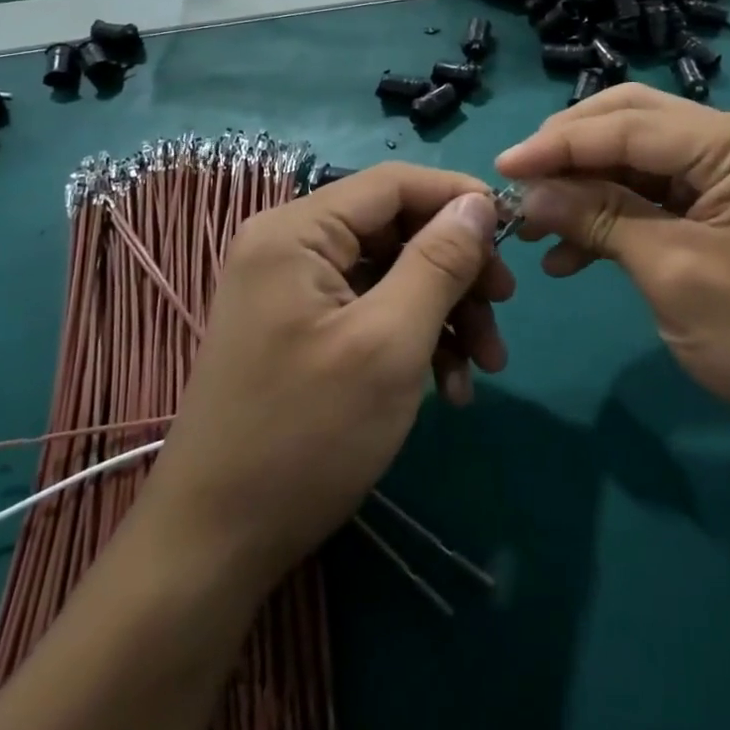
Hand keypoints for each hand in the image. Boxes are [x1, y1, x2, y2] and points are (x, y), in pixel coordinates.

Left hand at [143, 164, 512, 582]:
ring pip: (393, 273)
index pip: (395, 183)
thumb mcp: (390, 343)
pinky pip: (372, 310)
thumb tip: (479, 204)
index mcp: (298, 231)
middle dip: (458, 270)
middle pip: (398, 229)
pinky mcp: (302, 329)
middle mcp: (291, 246)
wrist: (215, 546)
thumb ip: (439, 262)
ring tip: (485, 367)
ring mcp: (294, 290)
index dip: (459, 199)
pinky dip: (415, 339)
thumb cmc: (306, 436)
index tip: (514, 236)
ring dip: (445, 312)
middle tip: (505, 310)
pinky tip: (450, 387)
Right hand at [494, 85, 729, 455]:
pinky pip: (662, 197)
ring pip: (642, 162)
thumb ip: (601, 220)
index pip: (631, 125)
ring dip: (588, 189)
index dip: (559, 144)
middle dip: (572, 155)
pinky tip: (575, 252)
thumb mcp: (676, 275)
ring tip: (536, 227)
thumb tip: (529, 194)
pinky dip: (618, 217)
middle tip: (518, 185)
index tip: (500, 166)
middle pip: (635, 125)